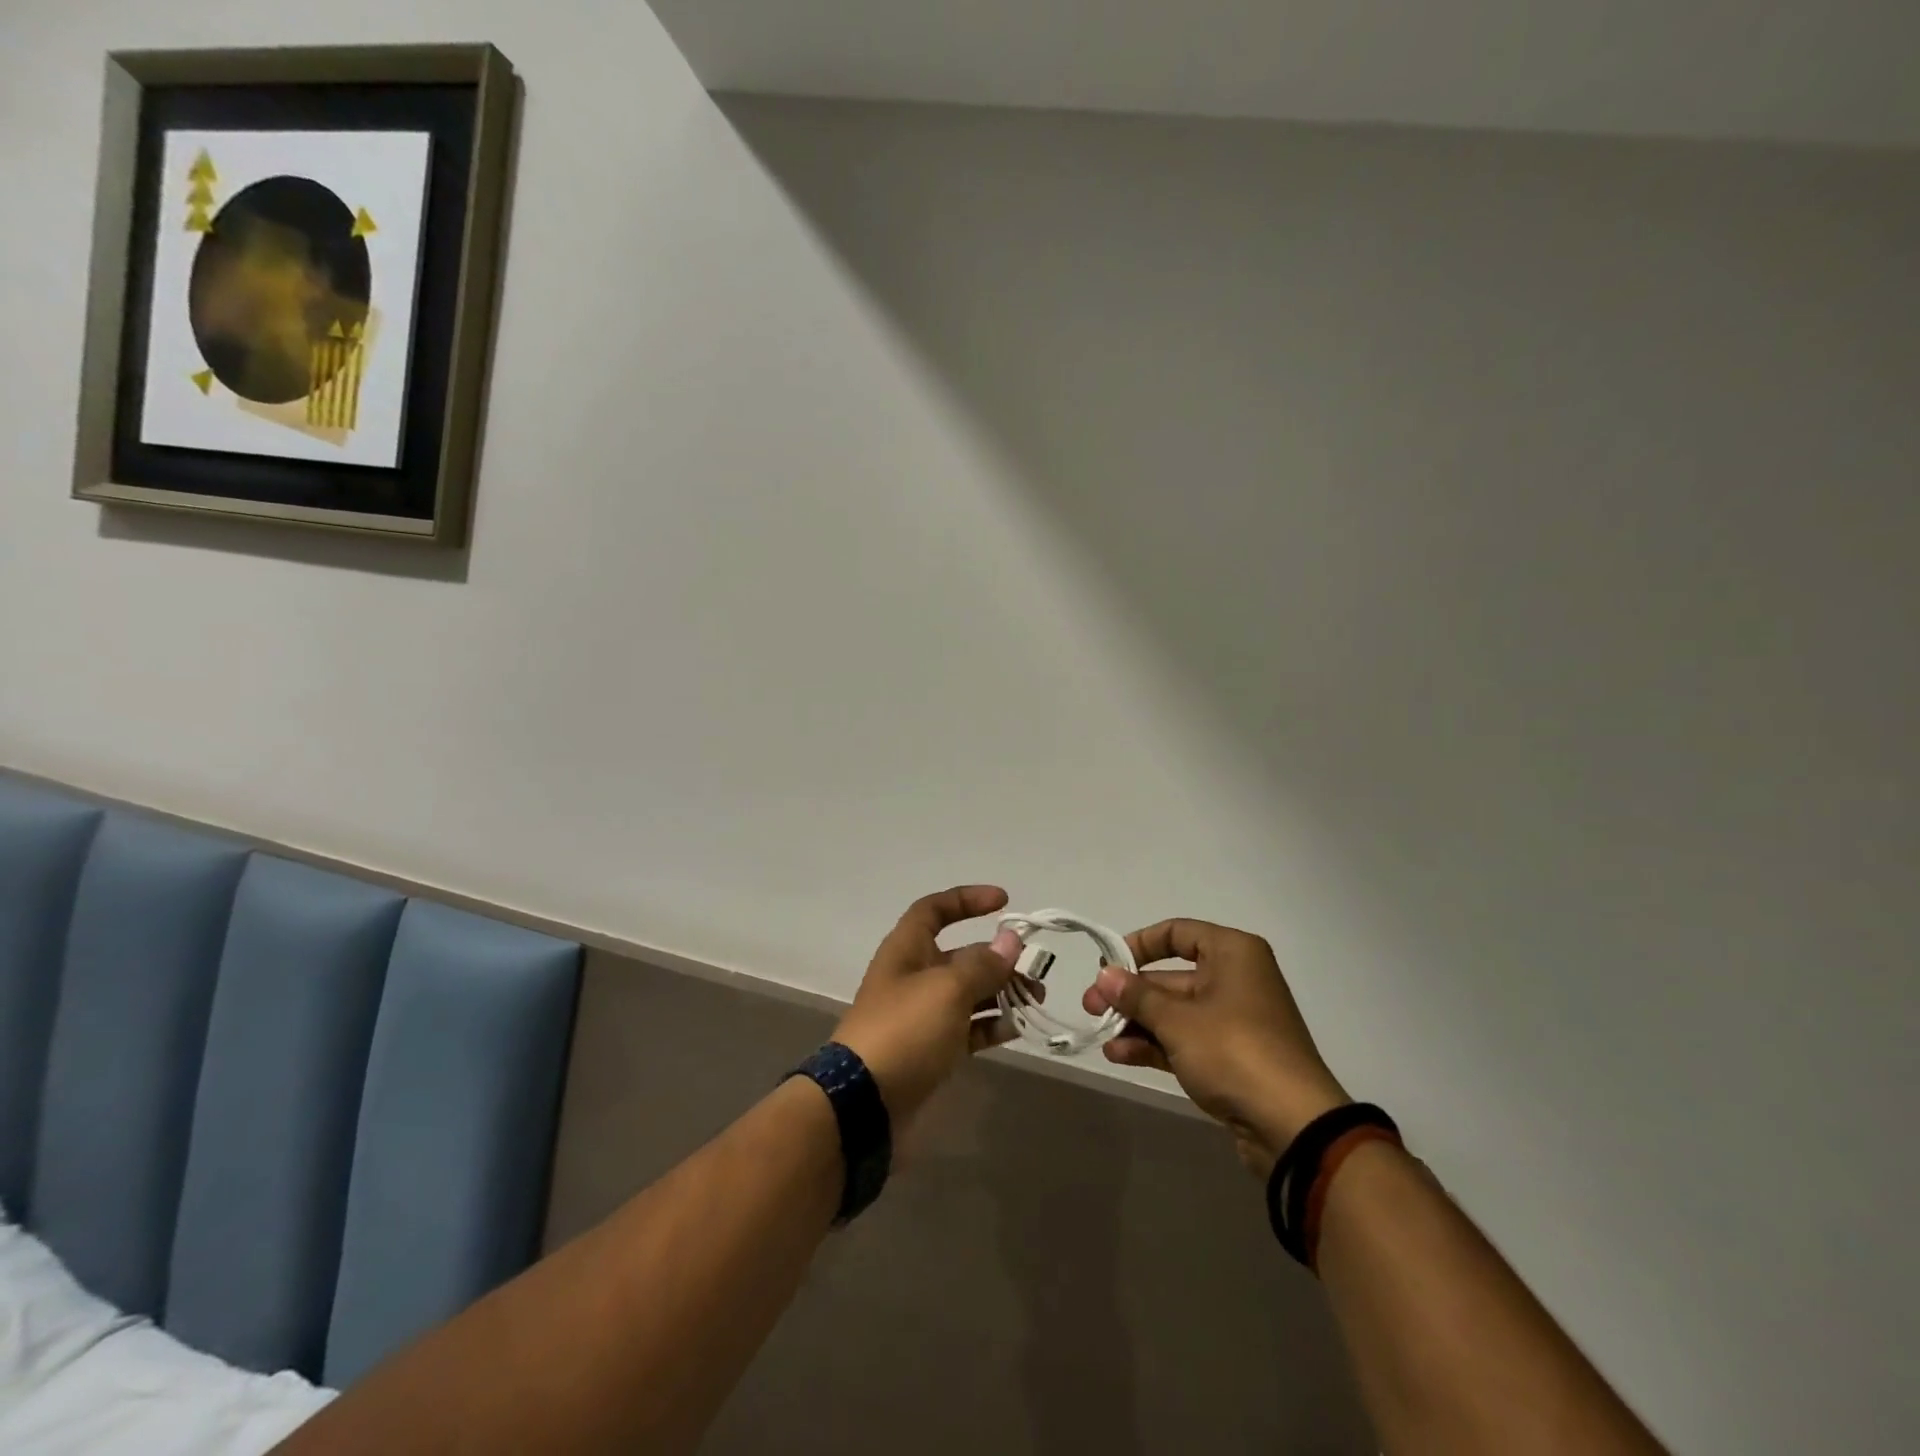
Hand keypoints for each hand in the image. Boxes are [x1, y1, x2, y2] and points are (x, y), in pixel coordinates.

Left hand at [832, 886, 1026, 1125]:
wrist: (864, 1104)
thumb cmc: (904, 1030)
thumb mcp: (947, 989)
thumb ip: (983, 965)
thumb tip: (1010, 941)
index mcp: (907, 949)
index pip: (935, 910)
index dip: (967, 900)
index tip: (1004, 902)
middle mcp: (915, 976)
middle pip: (961, 954)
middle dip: (999, 957)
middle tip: (1035, 970)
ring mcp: (923, 1015)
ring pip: (969, 992)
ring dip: (1002, 992)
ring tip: (1035, 999)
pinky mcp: (931, 1049)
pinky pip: (968, 1028)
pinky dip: (991, 1025)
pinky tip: (1016, 1028)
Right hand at [1083, 919, 1349, 1176]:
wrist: (1293, 1126)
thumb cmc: (1234, 1051)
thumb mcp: (1177, 1020)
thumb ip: (1136, 996)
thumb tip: (1105, 975)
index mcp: (1232, 954)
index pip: (1177, 932)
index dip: (1138, 945)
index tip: (1108, 966)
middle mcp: (1235, 979)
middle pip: (1171, 976)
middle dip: (1130, 994)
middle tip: (1091, 1007)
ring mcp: (1234, 1020)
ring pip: (1175, 1012)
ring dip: (1137, 1022)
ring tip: (1103, 1036)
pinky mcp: (1232, 1057)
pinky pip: (1185, 1040)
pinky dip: (1155, 1044)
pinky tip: (1121, 1055)